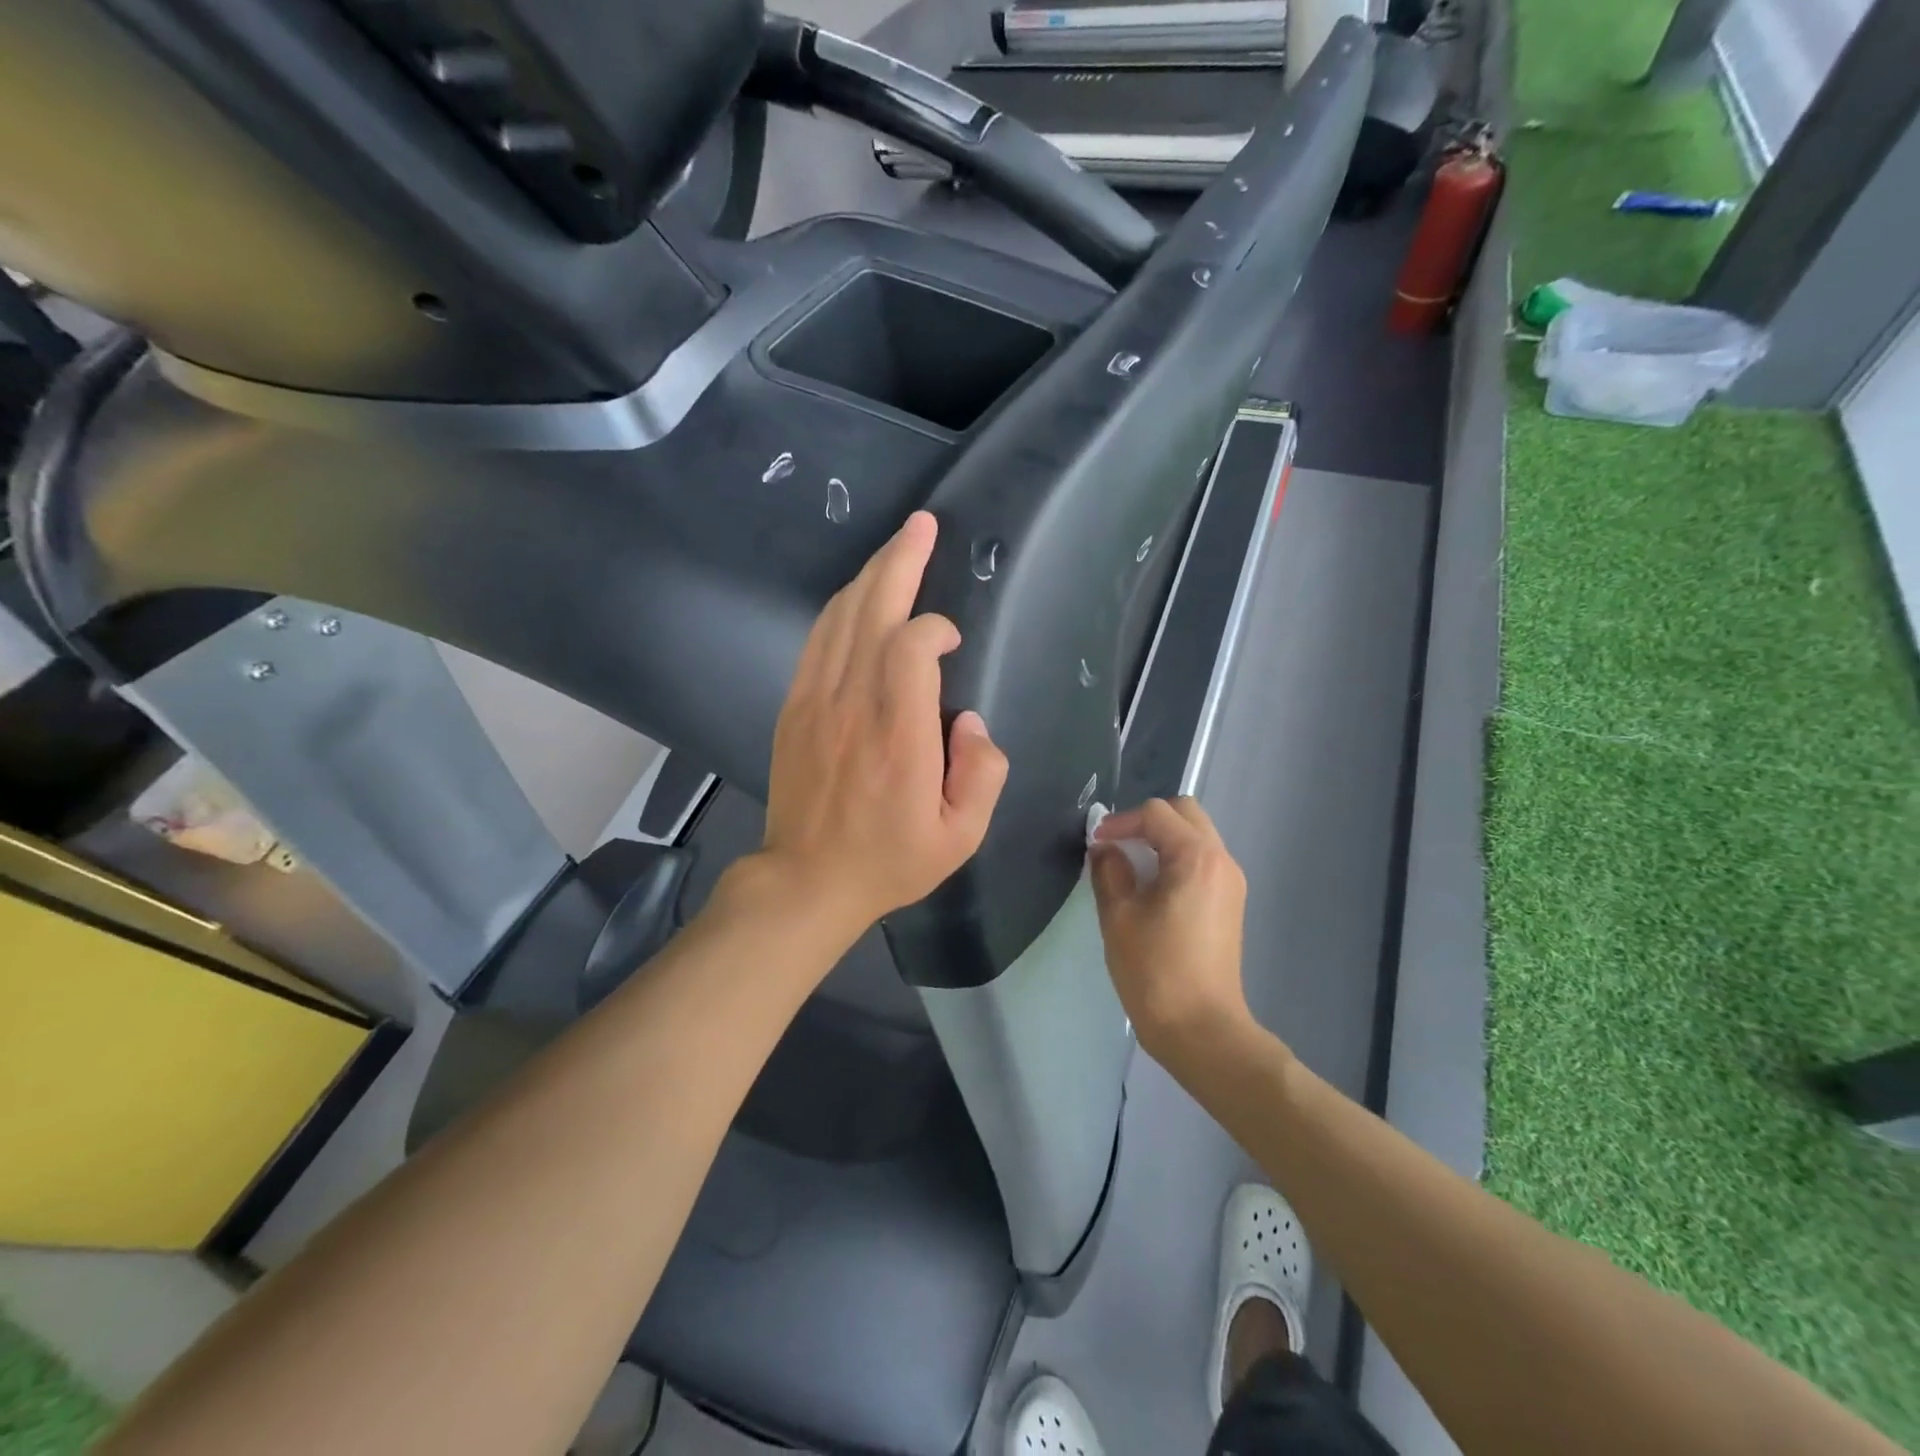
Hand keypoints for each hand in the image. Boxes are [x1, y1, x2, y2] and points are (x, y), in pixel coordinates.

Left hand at [758, 511, 1008, 939]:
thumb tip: (969, 721)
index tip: (951, 641)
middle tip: (922, 524)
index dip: (934, 628)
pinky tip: (857, 596)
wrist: (807, 879)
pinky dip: (839, 609)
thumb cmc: (889, 860)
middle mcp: (852, 705)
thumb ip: (982, 773)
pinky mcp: (794, 707)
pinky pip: (816, 641)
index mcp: (898, 735)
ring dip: (870, 576)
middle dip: (900, 561)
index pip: (911, 647)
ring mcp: (815, 701)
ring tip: (896, 547)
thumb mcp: (961, 836)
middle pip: (871, 611)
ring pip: (840, 618)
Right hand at [1090, 797, 1252, 1071]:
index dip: (1121, 821)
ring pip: (1196, 836)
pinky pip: (1202, 861)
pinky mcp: (1230, 903)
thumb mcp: (1119, 917)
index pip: (1156, 814)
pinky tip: (1152, 887)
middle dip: (1147, 821)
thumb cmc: (1155, 971)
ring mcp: (1231, 883)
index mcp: (1196, 858)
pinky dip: (1176, 858)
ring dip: (1163, 839)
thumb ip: (1110, 871)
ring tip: (1130, 865)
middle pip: (1185, 814)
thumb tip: (1107, 850)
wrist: (1201, 1030)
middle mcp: (1221, 861)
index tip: (1096, 843)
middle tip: (1116, 844)